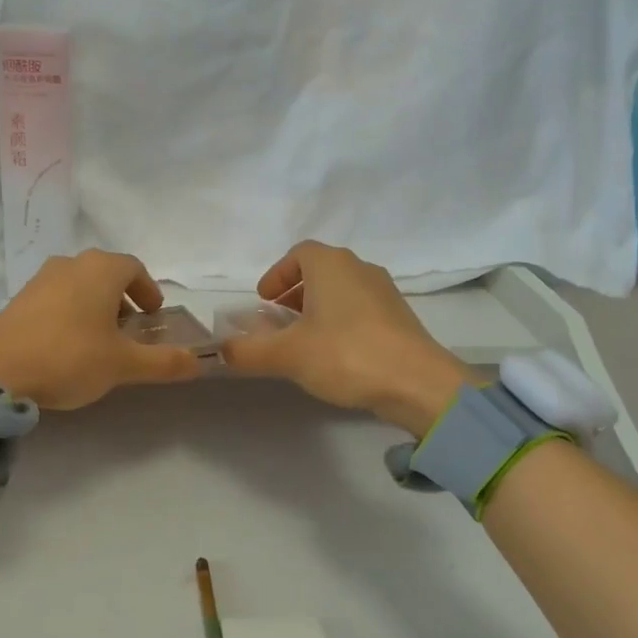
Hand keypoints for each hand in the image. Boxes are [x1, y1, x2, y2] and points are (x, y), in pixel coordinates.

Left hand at [0, 250, 202, 409]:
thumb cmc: (70, 357)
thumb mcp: (123, 364)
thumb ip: (164, 361)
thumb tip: (199, 361)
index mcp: (100, 269)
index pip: (134, 268)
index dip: (149, 289)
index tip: (154, 314)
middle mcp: (71, 263)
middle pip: (106, 274)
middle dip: (123, 298)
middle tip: (131, 329)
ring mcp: (41, 278)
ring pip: (80, 284)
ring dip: (96, 305)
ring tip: (101, 339)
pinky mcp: (19, 298)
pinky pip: (57, 297)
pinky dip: (72, 311)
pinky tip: (68, 344)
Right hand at [219, 241, 470, 436]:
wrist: (417, 383)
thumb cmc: (346, 354)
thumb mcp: (287, 355)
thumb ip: (248, 351)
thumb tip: (220, 351)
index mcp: (331, 265)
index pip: (298, 254)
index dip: (276, 275)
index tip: (263, 300)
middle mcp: (360, 269)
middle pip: (319, 271)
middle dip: (293, 294)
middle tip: (276, 322)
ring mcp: (384, 292)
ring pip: (340, 291)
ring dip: (316, 309)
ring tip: (301, 341)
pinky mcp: (399, 318)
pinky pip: (359, 310)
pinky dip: (339, 322)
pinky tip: (333, 354)